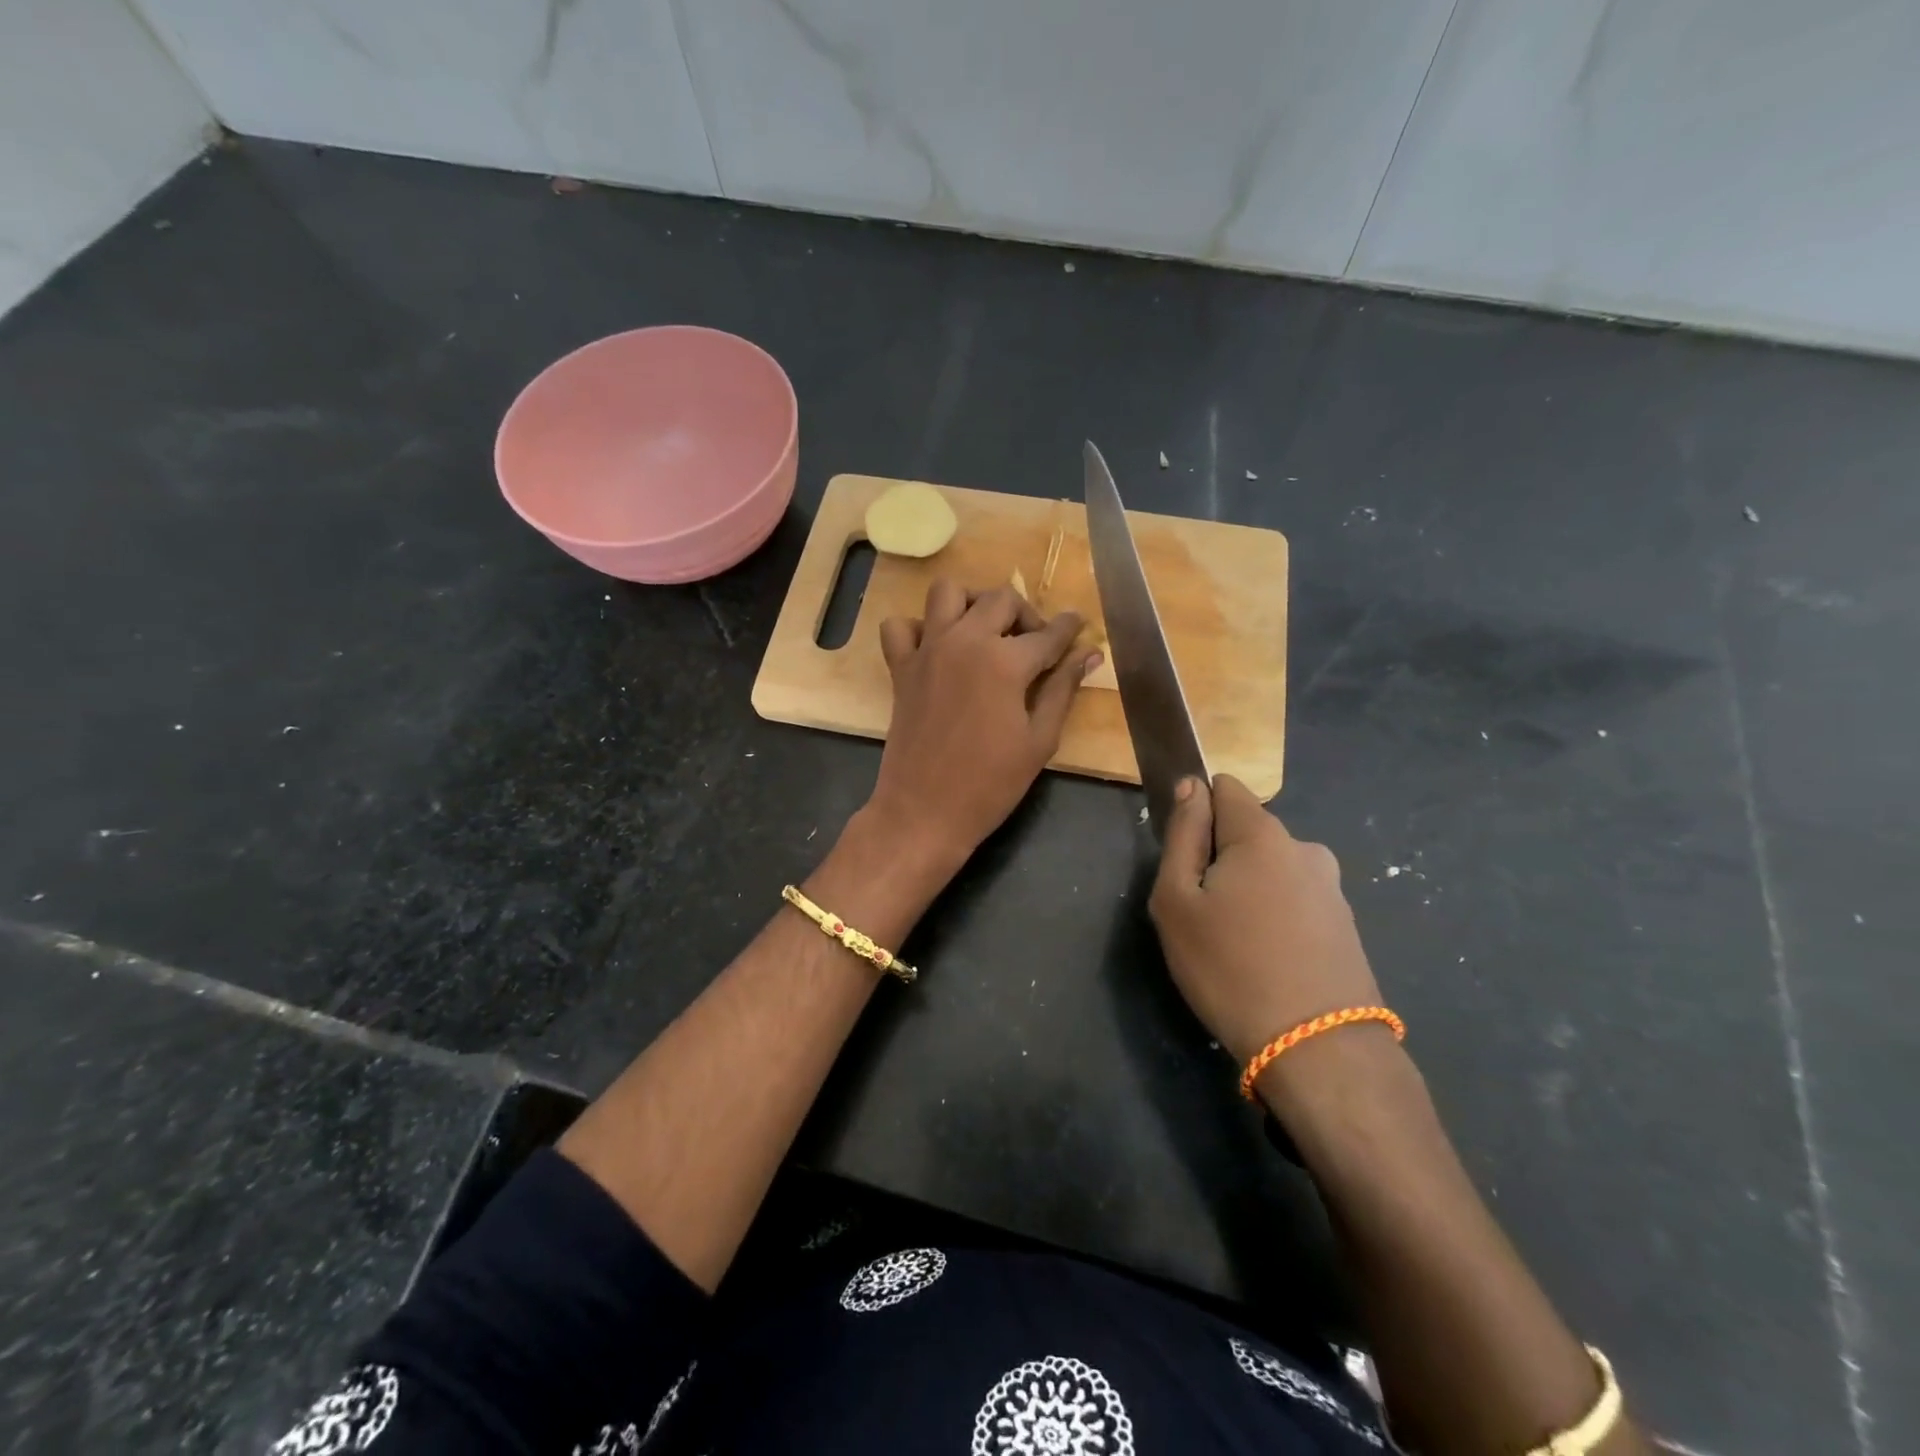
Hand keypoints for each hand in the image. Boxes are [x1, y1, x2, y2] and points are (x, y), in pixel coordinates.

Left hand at [866, 578, 1099, 869]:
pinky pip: (900, 626)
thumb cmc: (990, 784)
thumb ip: (1063, 689)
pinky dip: (919, 628)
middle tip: (1035, 644)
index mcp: (1005, 661)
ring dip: (972, 603)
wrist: (924, 812)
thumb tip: (1089, 654)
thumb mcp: (1039, 740)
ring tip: (986, 632)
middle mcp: (965, 641)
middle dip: (1026, 613)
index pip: (1048, 633)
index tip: (1078, 626)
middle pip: (1000, 599)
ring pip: (947, 592)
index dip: (1069, 628)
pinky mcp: (901, 668)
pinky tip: (938, 650)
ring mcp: (927, 651)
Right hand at [1149, 775, 1382, 1071]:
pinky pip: (1295, 902)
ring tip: (1234, 946)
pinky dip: (1275, 919)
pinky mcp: (1345, 926)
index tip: (1184, 858)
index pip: (1224, 788)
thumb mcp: (1177, 900)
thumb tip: (1191, 786)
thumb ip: (1182, 835)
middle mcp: (1305, 849)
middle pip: (1247, 832)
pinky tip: (1266, 962)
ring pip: (1271, 870)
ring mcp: (1332, 889)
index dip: (1196, 813)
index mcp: (1263, 834)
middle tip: (1201, 915)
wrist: (1318, 1050)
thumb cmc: (1229, 967)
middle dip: (1220, 859)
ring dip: (1249, 891)